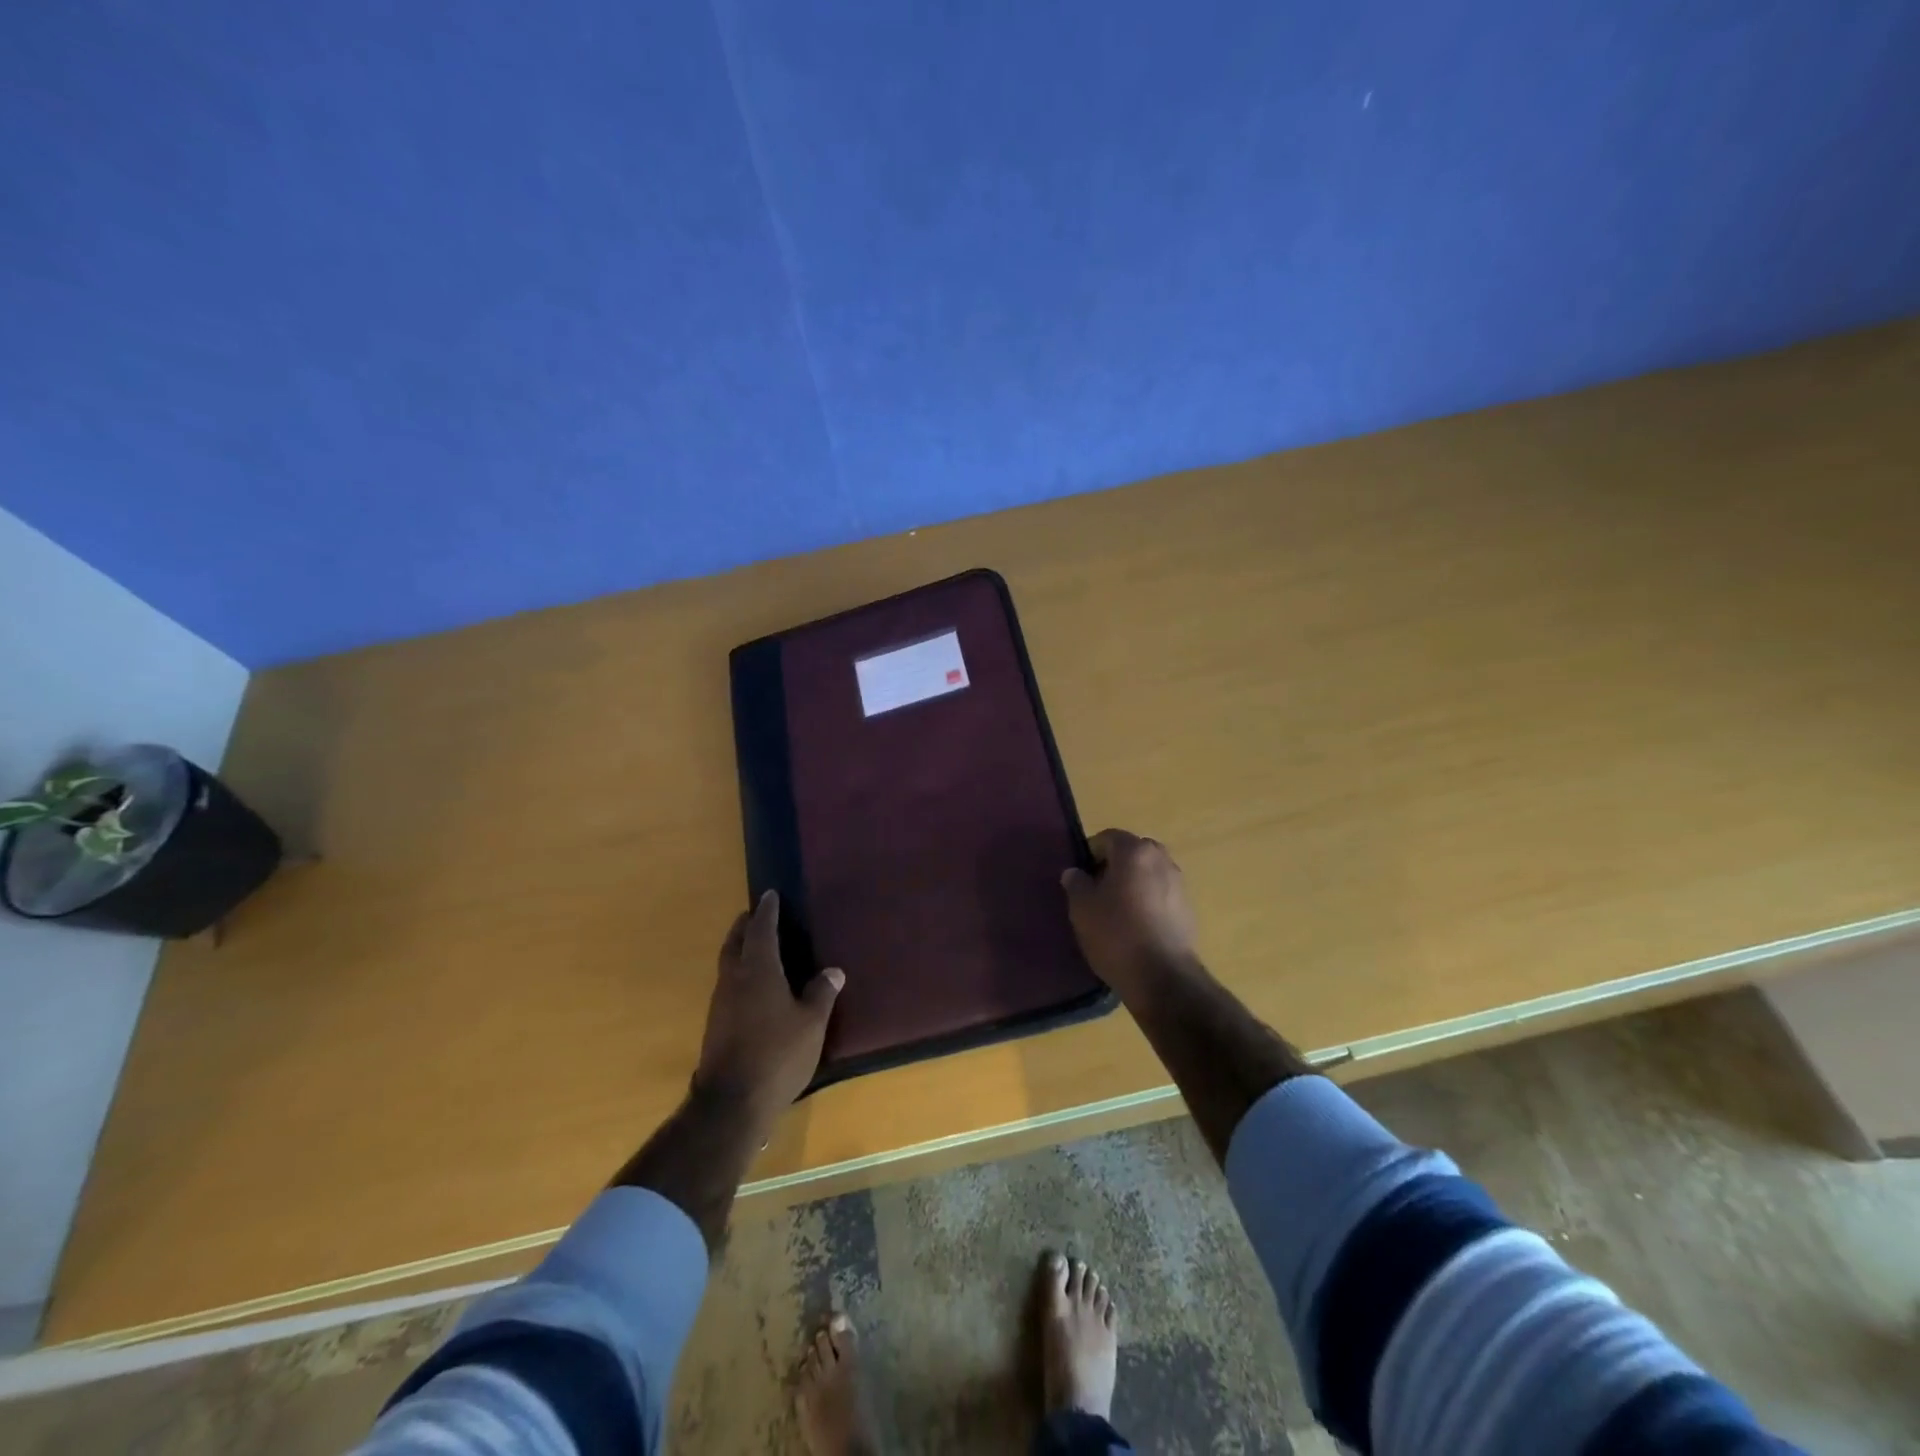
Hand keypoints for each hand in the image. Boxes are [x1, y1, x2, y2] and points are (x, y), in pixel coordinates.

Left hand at [692, 892, 843, 1123]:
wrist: (731, 1103)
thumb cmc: (777, 1055)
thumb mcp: (811, 1024)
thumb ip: (821, 994)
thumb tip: (833, 971)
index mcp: (758, 970)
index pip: (761, 930)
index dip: (767, 911)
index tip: (770, 895)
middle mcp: (734, 980)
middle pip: (735, 943)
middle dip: (744, 926)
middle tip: (754, 915)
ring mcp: (720, 1003)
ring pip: (727, 964)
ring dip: (738, 950)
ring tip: (755, 947)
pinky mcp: (715, 1025)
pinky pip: (727, 986)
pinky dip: (738, 974)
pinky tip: (752, 987)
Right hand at [1061, 829, 1198, 1001]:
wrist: (1162, 977)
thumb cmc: (1116, 934)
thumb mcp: (1082, 908)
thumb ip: (1076, 883)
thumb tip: (1076, 872)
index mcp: (1134, 851)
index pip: (1108, 837)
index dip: (1090, 853)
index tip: (1081, 877)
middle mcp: (1161, 859)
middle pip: (1132, 852)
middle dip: (1115, 865)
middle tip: (1098, 890)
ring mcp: (1179, 883)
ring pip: (1148, 872)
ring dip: (1133, 883)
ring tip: (1117, 911)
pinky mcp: (1188, 908)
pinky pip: (1161, 894)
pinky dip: (1148, 901)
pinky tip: (1136, 926)